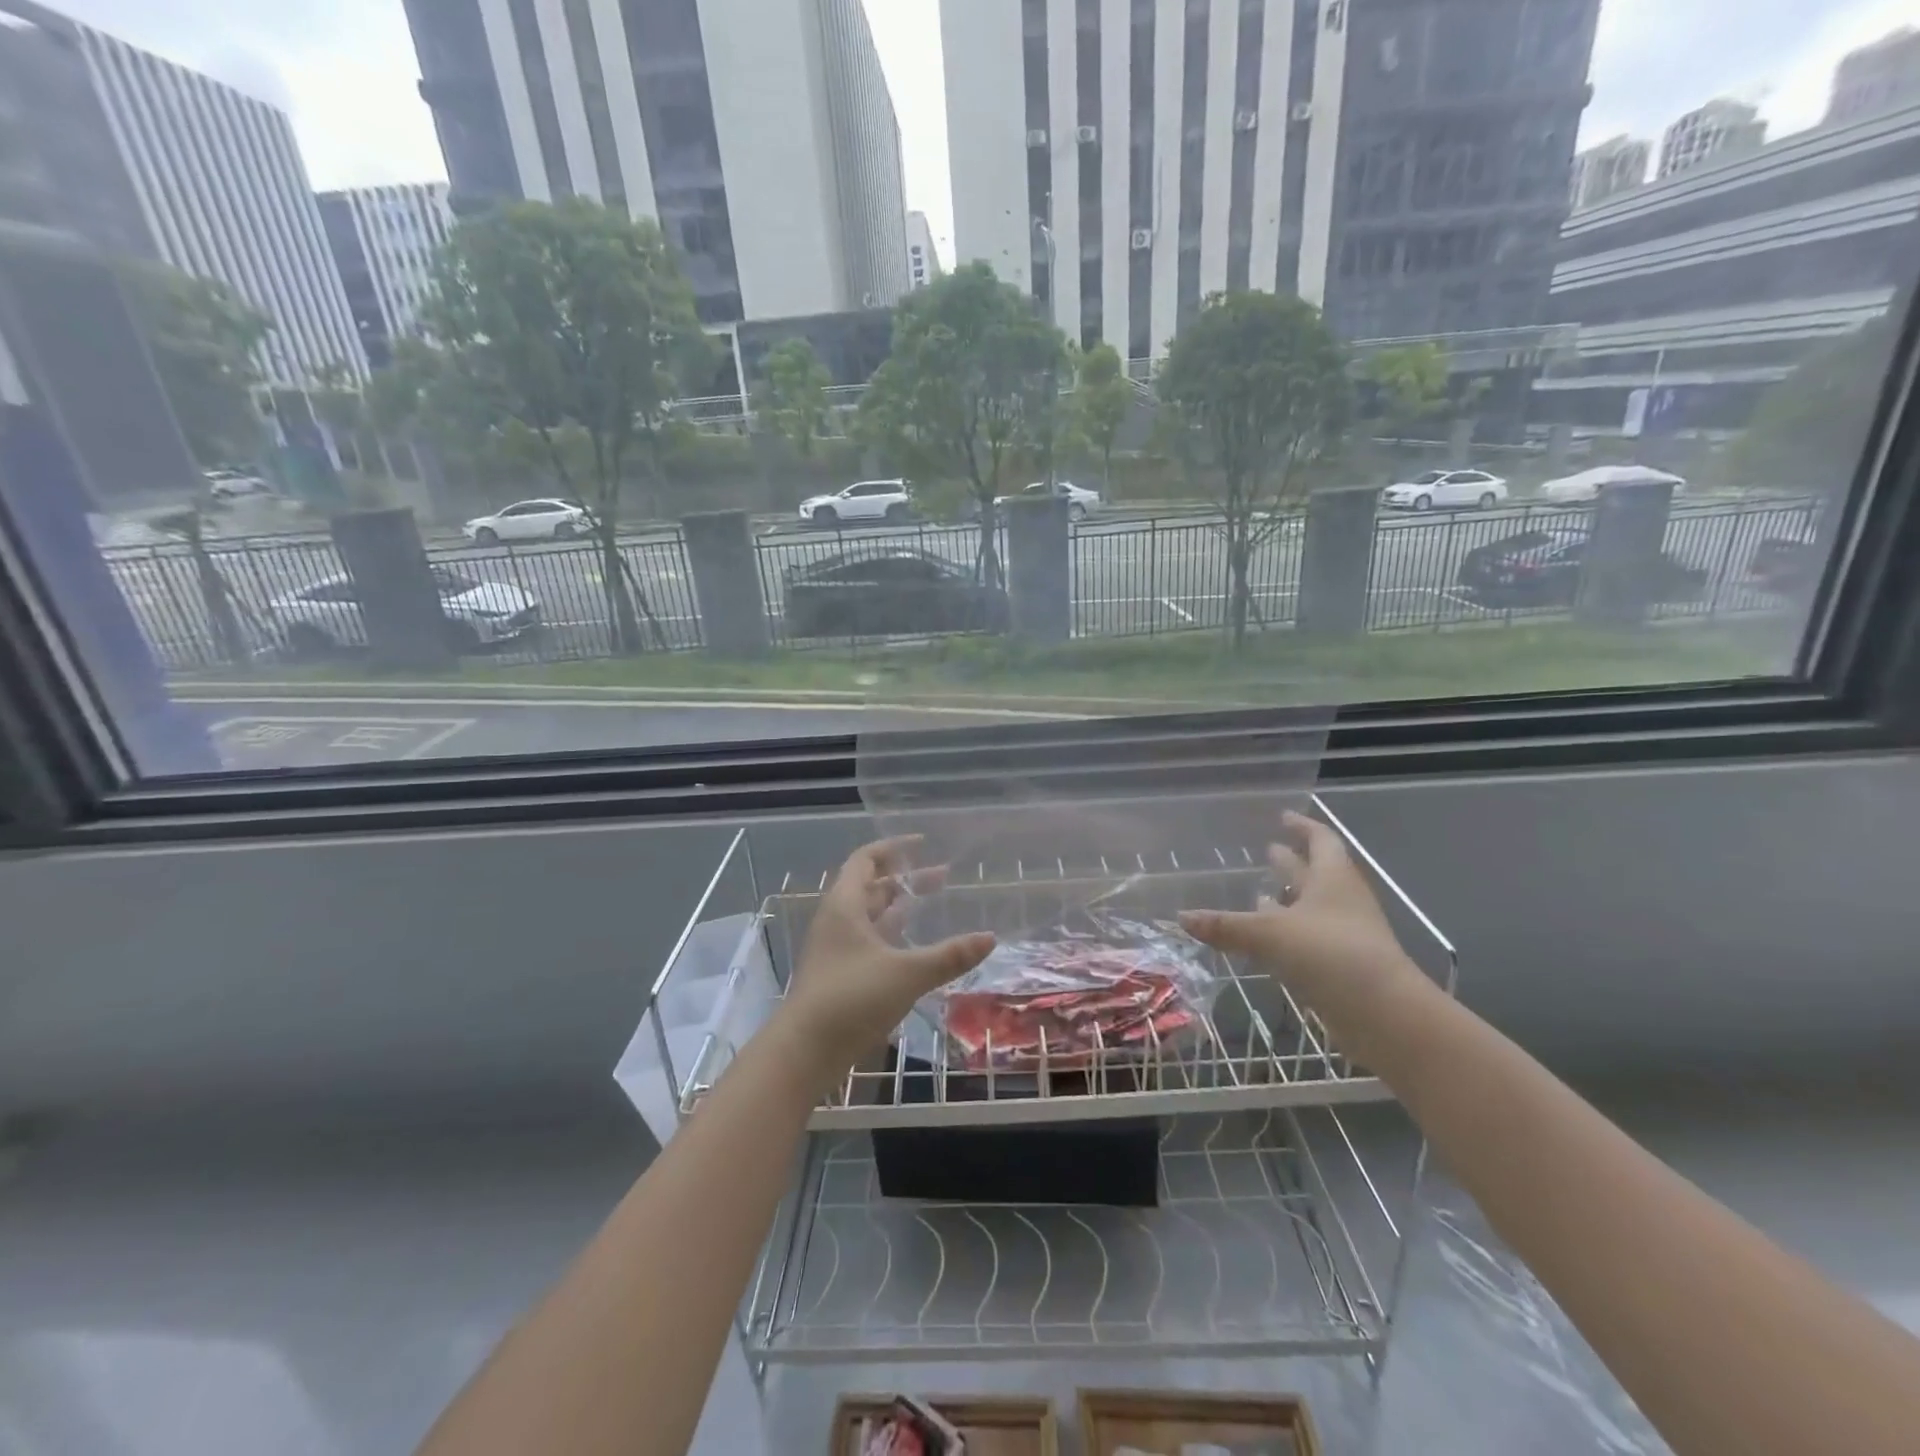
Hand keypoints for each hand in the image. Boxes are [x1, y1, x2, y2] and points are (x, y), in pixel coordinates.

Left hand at [776, 837, 995, 1081]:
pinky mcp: (839, 974)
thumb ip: (949, 955)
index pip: (866, 859)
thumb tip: (990, 938)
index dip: (893, 848)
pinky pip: (868, 940)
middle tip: (943, 877)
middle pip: (870, 886)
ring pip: (869, 915)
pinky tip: (913, 946)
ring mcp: (835, 948)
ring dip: (898, 906)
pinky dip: (891, 934)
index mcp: (844, 905)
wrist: (804, 1052)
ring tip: (931, 903)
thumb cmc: (851, 999)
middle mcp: (837, 920)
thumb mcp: (907, 974)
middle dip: (905, 879)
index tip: (923, 844)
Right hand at [1180, 810, 1431, 1065]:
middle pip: (1316, 873)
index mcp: (1333, 879)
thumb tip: (1182, 917)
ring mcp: (1344, 935)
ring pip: (1312, 908)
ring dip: (1288, 900)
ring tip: (1258, 894)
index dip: (1302, 826)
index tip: (1283, 817)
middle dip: (1291, 863)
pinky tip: (1264, 940)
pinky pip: (1309, 939)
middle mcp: (1341, 901)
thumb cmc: (1331, 954)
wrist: (1384, 1015)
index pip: (1320, 840)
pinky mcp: (1341, 965)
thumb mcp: (1270, 934)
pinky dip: (1287, 934)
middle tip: (1268, 850)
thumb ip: (1226, 926)